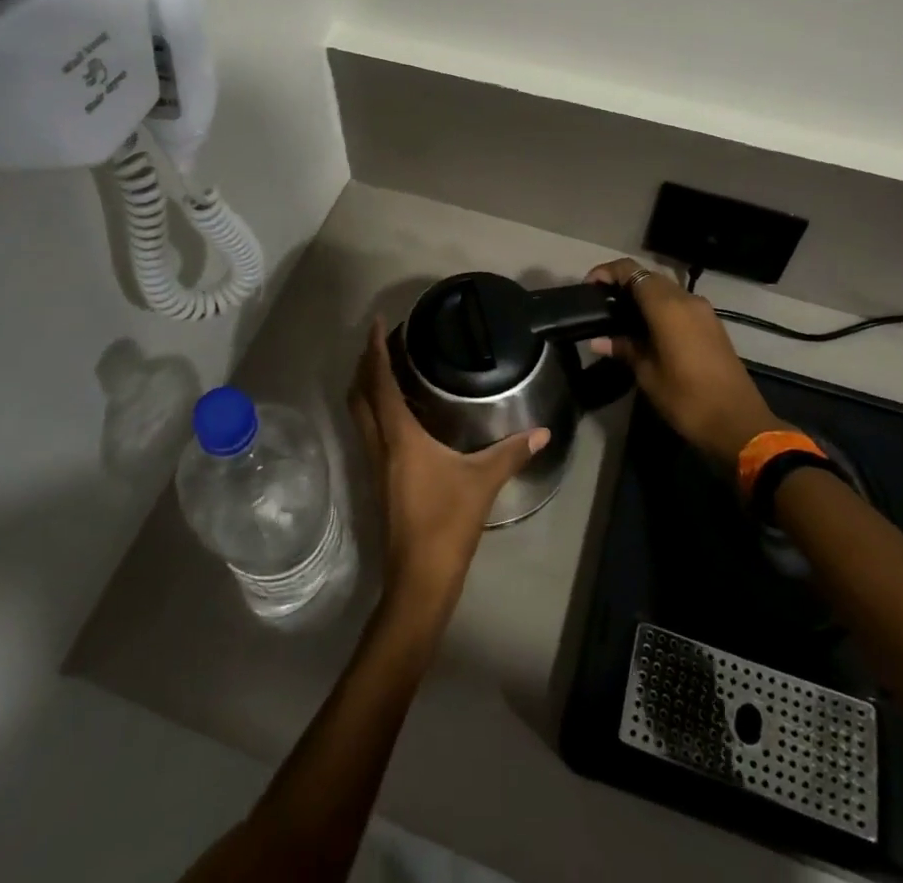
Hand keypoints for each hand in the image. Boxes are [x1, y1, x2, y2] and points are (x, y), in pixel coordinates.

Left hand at [347, 321, 549, 619]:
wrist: (418, 579)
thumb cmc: (446, 523)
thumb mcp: (483, 482)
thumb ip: (512, 452)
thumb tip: (542, 431)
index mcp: (399, 436)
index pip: (380, 383)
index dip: (376, 351)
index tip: (377, 323)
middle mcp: (379, 445)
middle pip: (359, 395)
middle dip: (364, 364)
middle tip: (381, 341)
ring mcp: (374, 464)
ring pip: (360, 414)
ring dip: (366, 387)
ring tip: (386, 367)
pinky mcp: (378, 480)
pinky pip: (368, 431)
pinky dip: (376, 409)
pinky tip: (399, 412)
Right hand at [587, 259, 779, 467]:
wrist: (738, 423)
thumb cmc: (687, 398)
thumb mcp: (648, 374)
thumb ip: (623, 348)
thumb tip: (598, 340)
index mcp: (667, 306)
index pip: (631, 270)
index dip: (606, 272)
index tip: (589, 289)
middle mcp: (686, 299)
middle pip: (648, 277)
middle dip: (623, 284)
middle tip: (602, 306)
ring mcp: (703, 310)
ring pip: (665, 289)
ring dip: (642, 296)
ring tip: (620, 319)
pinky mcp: (711, 324)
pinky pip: (679, 303)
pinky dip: (659, 307)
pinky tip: (646, 330)